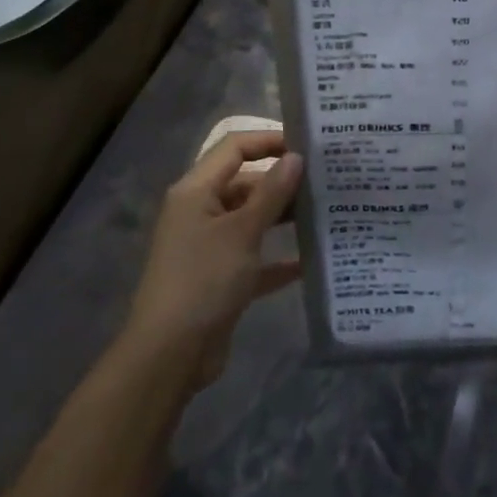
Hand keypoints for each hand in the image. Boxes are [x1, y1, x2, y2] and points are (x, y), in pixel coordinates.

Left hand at [122, 130, 303, 388]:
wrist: (170, 355)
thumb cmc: (203, 280)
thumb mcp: (242, 231)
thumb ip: (272, 192)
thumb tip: (296, 156)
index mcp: (196, 191)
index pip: (234, 148)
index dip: (269, 141)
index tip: (308, 146)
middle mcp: (200, 212)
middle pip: (245, 183)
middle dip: (283, 181)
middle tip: (327, 180)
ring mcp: (210, 247)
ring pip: (252, 220)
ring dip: (284, 218)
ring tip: (326, 213)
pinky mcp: (220, 278)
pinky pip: (255, 258)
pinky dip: (279, 258)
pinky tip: (312, 260)